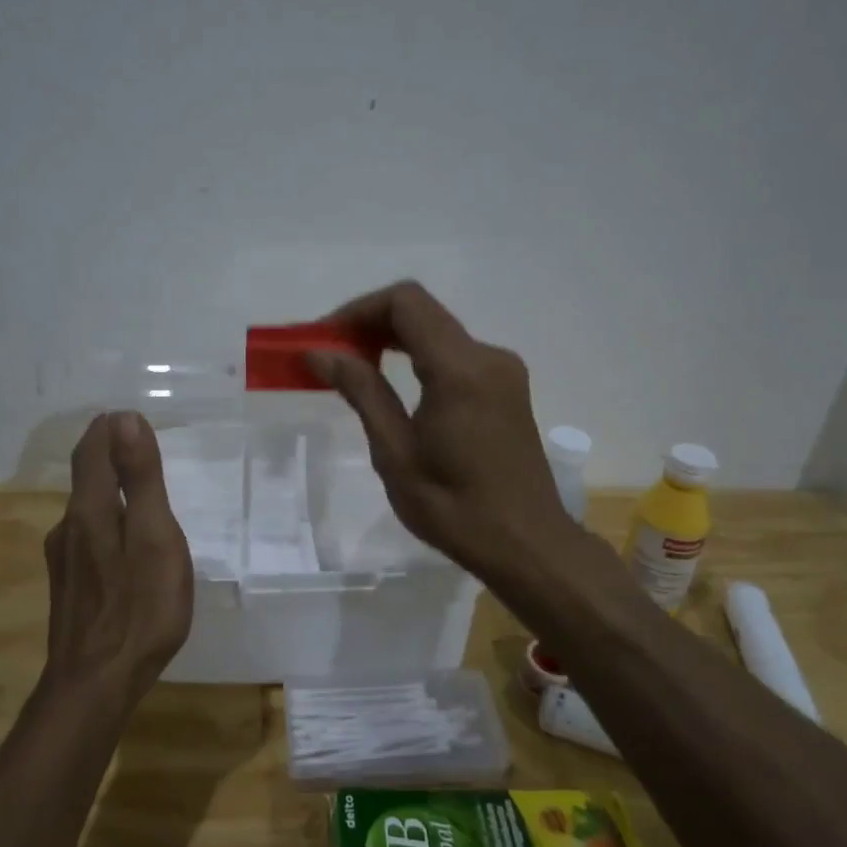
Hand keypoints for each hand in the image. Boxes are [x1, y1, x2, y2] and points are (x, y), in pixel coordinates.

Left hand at [42, 411, 194, 705]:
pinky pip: (89, 537)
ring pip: (88, 509)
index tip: (130, 417)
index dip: (109, 429)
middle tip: (139, 445)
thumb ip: (141, 479)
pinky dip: (109, 521)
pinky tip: (126, 543)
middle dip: (110, 455)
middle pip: (87, 477)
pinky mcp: (70, 586)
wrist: (94, 685)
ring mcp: (65, 560)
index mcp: (91, 510)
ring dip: (110, 489)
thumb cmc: (138, 609)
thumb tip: (127, 419)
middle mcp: (69, 528)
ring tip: (140, 491)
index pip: (92, 450)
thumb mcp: (154, 537)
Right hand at [310, 281, 576, 578]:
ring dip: (394, 341)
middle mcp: (487, 357)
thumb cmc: (454, 506)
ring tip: (354, 370)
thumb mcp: (395, 452)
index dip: (359, 309)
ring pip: (439, 333)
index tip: (325, 338)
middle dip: (372, 324)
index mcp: (460, 369)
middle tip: (331, 354)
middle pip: (422, 313)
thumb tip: (321, 352)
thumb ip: (362, 392)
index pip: (405, 303)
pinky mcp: (507, 389)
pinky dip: (419, 358)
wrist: (525, 544)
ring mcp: (502, 371)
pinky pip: (456, 356)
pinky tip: (394, 387)